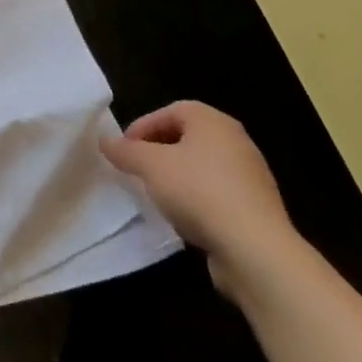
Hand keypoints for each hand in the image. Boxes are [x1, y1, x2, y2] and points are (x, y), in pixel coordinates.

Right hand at [102, 100, 301, 296]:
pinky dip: (196, 199)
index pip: (171, 110)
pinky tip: (182, 216)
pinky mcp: (256, 208)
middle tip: (136, 168)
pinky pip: (217, 193)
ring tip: (155, 194)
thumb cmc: (198, 191)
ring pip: (201, 167)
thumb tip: (105, 142)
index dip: (143, 126)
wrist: (255, 250)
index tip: (124, 149)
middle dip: (157, 151)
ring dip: (176, 176)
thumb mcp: (149, 165)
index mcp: (213, 122)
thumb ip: (124, 151)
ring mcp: (251, 176)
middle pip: (187, 137)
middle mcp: (236, 142)